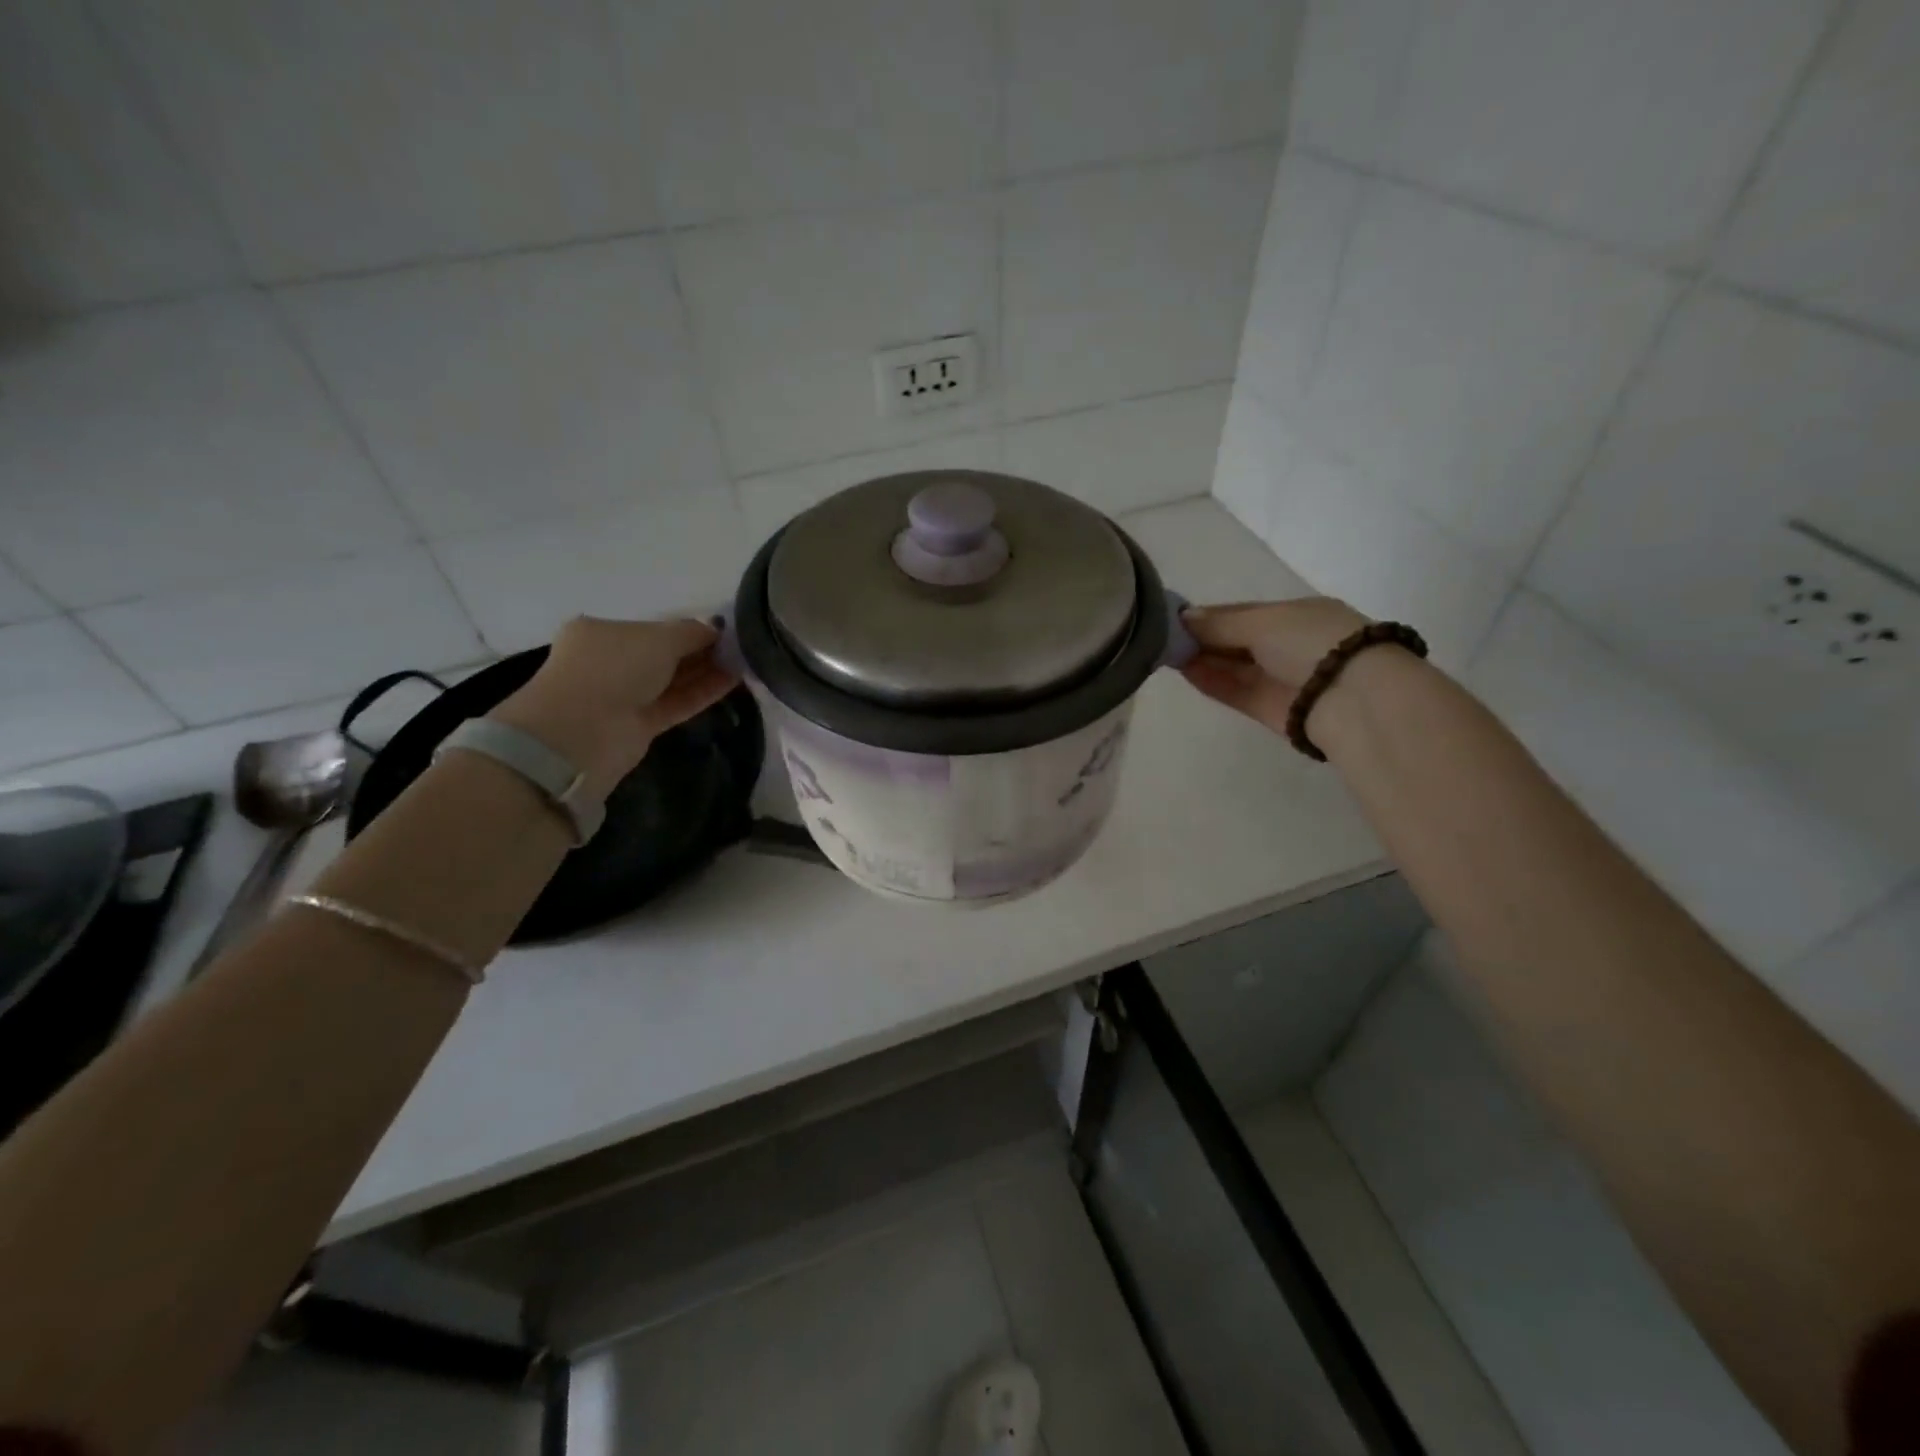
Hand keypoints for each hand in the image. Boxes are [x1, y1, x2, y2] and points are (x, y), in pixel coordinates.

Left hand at [489, 616, 737, 799]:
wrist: (582, 732)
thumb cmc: (613, 668)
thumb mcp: (658, 638)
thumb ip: (692, 631)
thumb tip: (717, 627)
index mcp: (601, 632)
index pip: (652, 628)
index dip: (688, 628)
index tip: (724, 630)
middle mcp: (610, 661)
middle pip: (664, 654)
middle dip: (700, 650)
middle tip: (741, 647)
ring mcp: (624, 695)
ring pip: (672, 680)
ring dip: (706, 671)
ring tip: (745, 662)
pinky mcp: (639, 724)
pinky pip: (676, 702)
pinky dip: (702, 692)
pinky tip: (733, 680)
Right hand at [1179, 598, 1371, 735]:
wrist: (1353, 699)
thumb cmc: (1311, 643)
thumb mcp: (1263, 621)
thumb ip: (1220, 622)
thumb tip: (1183, 617)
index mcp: (1295, 614)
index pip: (1242, 612)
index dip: (1209, 615)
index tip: (1173, 618)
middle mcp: (1288, 644)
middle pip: (1235, 640)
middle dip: (1202, 638)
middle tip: (1162, 637)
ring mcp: (1279, 678)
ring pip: (1233, 666)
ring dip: (1202, 660)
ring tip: (1166, 654)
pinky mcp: (1270, 709)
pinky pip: (1235, 691)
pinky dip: (1211, 682)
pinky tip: (1185, 672)